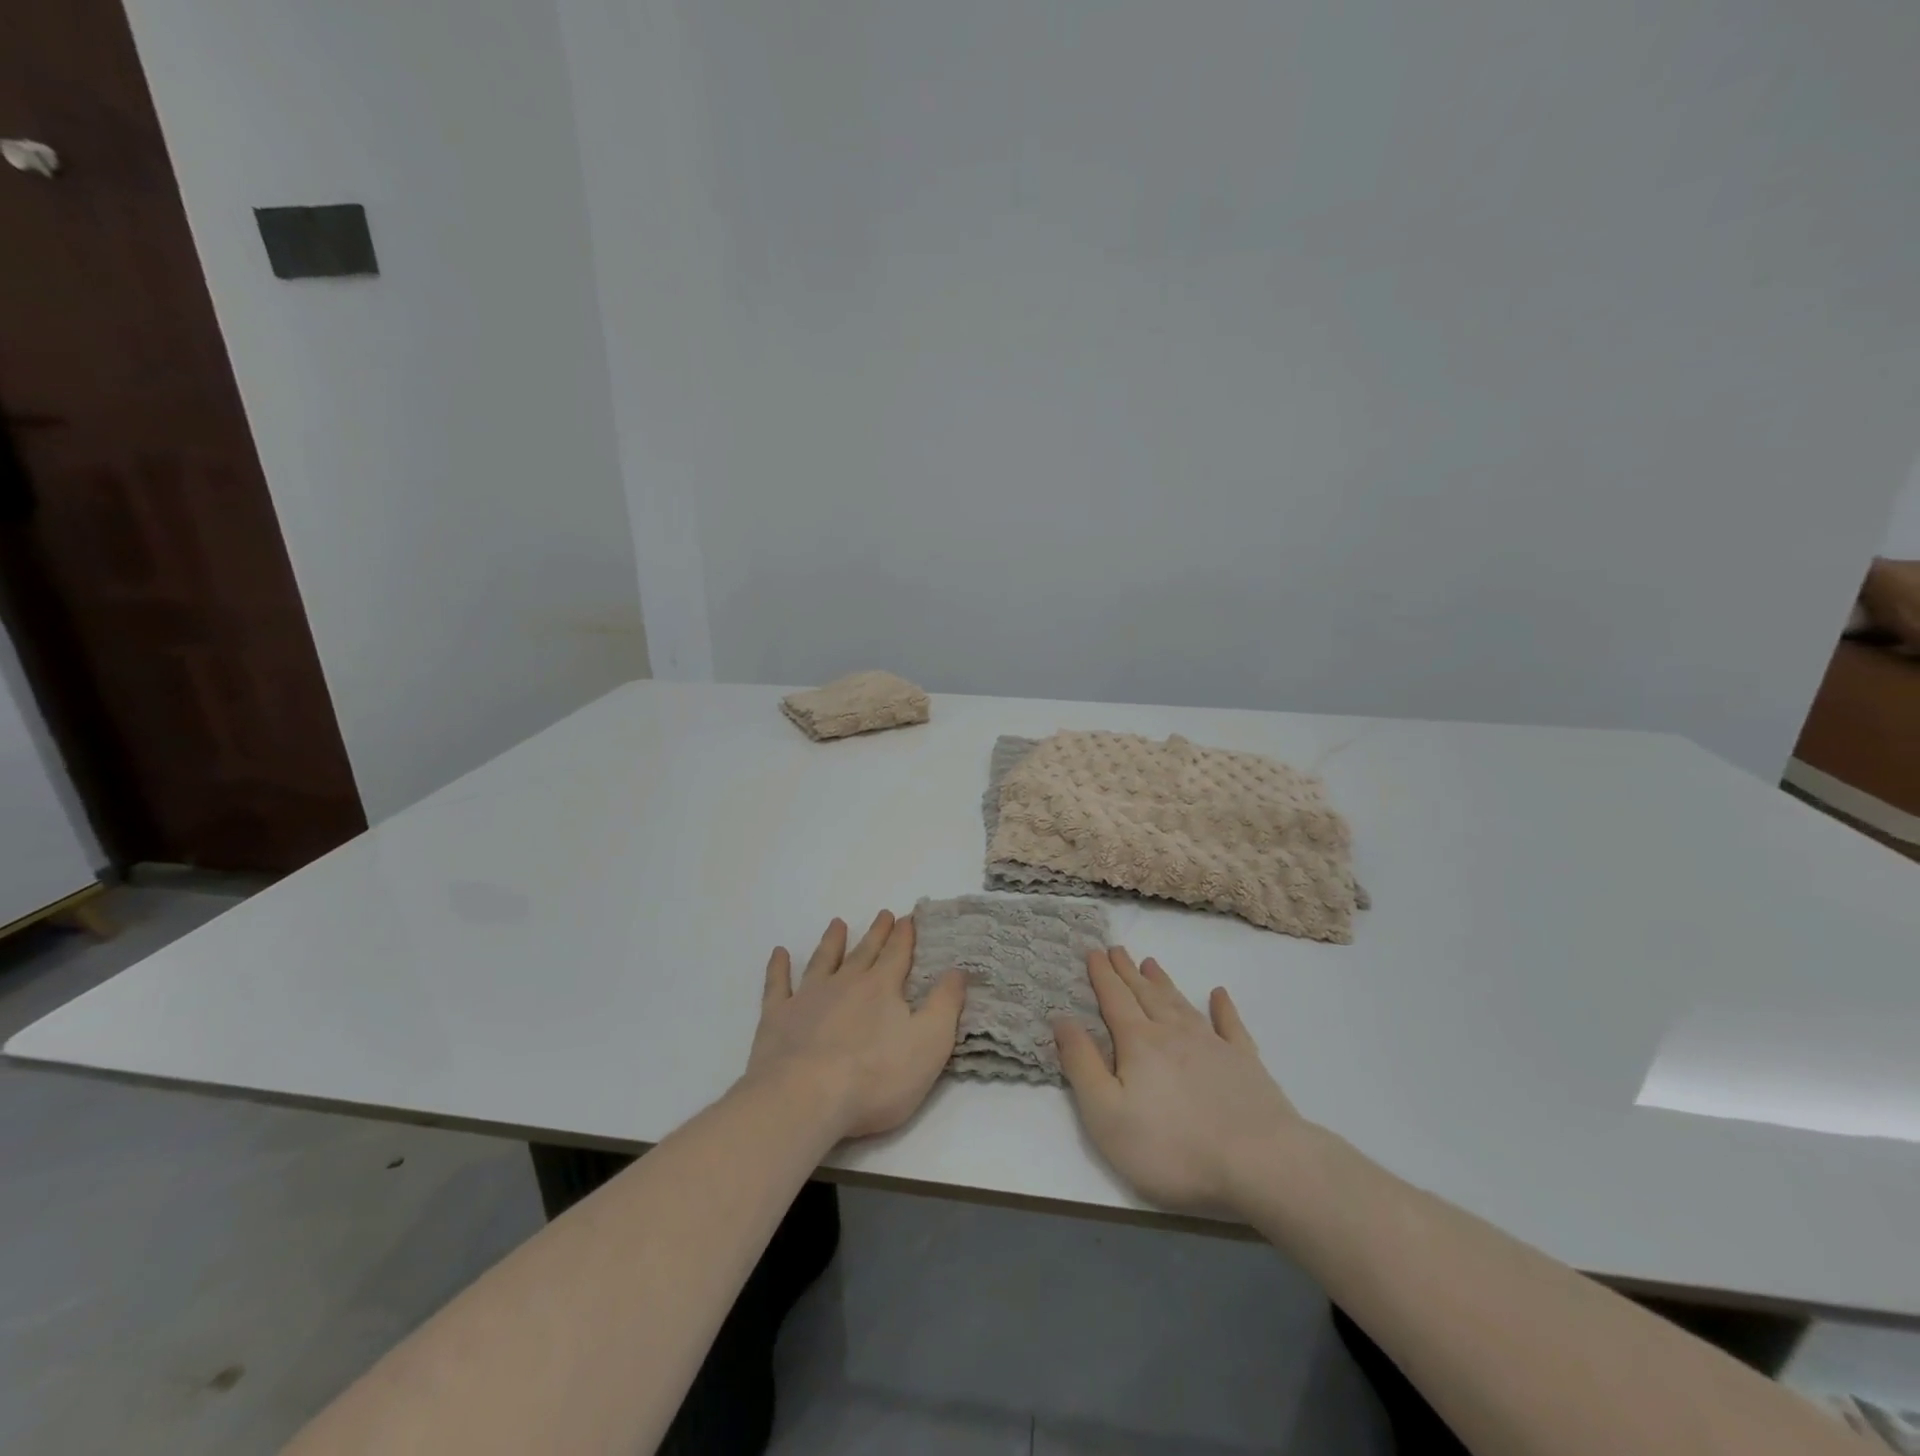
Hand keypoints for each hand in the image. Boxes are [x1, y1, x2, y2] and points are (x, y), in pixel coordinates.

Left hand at [744, 910, 967, 1140]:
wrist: (805, 1098)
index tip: (908, 916)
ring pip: (823, 961)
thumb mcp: (929, 1043)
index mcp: (882, 988)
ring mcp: (808, 998)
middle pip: (864, 952)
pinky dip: (778, 968)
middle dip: (877, 933)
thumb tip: (958, 970)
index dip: (905, 936)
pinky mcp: (777, 1018)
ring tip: (837, 923)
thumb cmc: (875, 1076)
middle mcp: (845, 983)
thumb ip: (945, 1004)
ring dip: (832, 942)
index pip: (898, 955)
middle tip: (883, 913)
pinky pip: (777, 985)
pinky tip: (779, 953)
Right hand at [1056, 947, 1307, 1216]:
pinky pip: (1231, 1025)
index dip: (1102, 975)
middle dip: (1128, 972)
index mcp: (1138, 1043)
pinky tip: (1219, 994)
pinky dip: (1223, 1007)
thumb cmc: (1172, 1147)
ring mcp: (1213, 1045)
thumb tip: (1061, 1019)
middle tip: (1118, 949)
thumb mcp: (1106, 1114)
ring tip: (1152, 964)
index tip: (1093, 951)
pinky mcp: (1246, 1064)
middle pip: (1146, 995)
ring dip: (1163, 983)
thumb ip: (1081, 1064)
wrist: (1261, 1164)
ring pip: (1181, 1003)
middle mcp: (1173, 1033)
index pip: (1114, 1000)